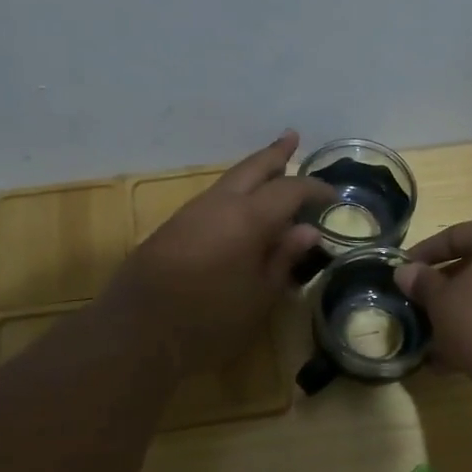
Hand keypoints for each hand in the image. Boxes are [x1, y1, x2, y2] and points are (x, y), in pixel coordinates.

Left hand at [105, 132, 332, 375]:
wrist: (137, 333)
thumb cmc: (210, 321)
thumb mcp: (259, 297)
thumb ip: (283, 259)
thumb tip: (307, 231)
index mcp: (248, 218)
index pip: (289, 189)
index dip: (314, 188)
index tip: (333, 195)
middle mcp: (218, 204)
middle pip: (251, 168)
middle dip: (275, 153)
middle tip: (293, 138)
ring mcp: (190, 213)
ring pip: (228, 181)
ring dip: (252, 173)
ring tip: (271, 172)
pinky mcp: (172, 228)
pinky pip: (212, 200)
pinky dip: (233, 194)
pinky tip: (238, 209)